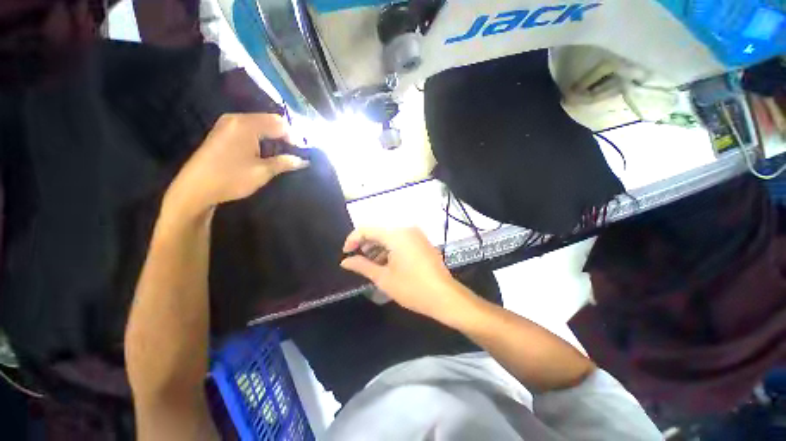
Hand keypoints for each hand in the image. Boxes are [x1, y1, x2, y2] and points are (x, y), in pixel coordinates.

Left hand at [165, 113, 307, 217]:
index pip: (279, 123)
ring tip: (283, 153)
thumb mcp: (262, 171)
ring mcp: (228, 124)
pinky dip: (262, 137)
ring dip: (274, 136)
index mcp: (247, 125)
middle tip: (296, 152)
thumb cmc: (231, 178)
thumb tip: (304, 161)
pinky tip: (266, 150)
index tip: (304, 151)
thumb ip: (285, 163)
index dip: (295, 137)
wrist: (195, 188)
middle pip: (270, 121)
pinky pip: (249, 128)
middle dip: (285, 135)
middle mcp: (237, 118)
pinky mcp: (223, 132)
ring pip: (260, 124)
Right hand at [340, 227, 471, 320]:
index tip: (346, 254)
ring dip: (377, 248)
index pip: (366, 229)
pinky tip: (385, 263)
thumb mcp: (383, 278)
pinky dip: (389, 249)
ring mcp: (416, 234)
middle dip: (365, 245)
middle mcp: (406, 229)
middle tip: (357, 261)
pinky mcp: (421, 241)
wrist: (444, 296)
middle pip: (378, 231)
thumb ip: (362, 266)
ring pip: (389, 236)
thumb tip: (345, 262)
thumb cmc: (412, 288)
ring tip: (369, 264)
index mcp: (395, 234)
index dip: (352, 240)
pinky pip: (400, 240)